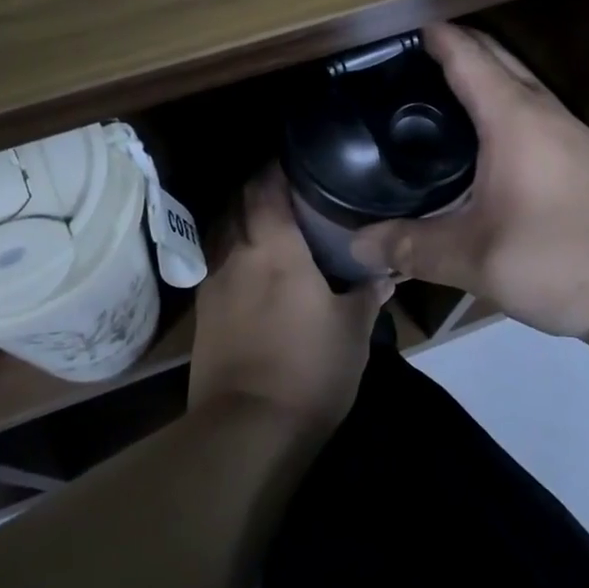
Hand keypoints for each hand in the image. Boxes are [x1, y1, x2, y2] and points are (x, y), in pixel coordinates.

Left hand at [188, 168, 391, 436]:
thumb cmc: (309, 369)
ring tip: (266, 220)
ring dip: (239, 217)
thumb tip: (386, 272)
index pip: (265, 188)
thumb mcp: (352, 331)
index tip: (293, 158)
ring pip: (221, 231)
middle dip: (256, 187)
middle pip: (237, 203)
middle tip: (285, 186)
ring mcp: (213, 283)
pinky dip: (231, 251)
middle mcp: (237, 254)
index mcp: (276, 248)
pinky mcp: (202, 312)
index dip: (274, 167)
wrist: (248, 428)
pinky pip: (214, 262)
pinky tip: (248, 265)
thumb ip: (367, 293)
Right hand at [349, 23, 588, 340]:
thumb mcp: (476, 260)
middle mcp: (542, 110)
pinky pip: (529, 105)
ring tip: (432, 91)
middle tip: (402, 60)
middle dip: (452, 45)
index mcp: (513, 118)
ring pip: (516, 79)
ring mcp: (567, 130)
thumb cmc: (561, 260)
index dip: (431, 36)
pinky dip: (498, 99)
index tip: (393, 30)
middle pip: (494, 56)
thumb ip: (412, 247)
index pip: (466, 56)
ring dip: (479, 71)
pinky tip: (478, 136)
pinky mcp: (579, 153)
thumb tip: (356, 244)